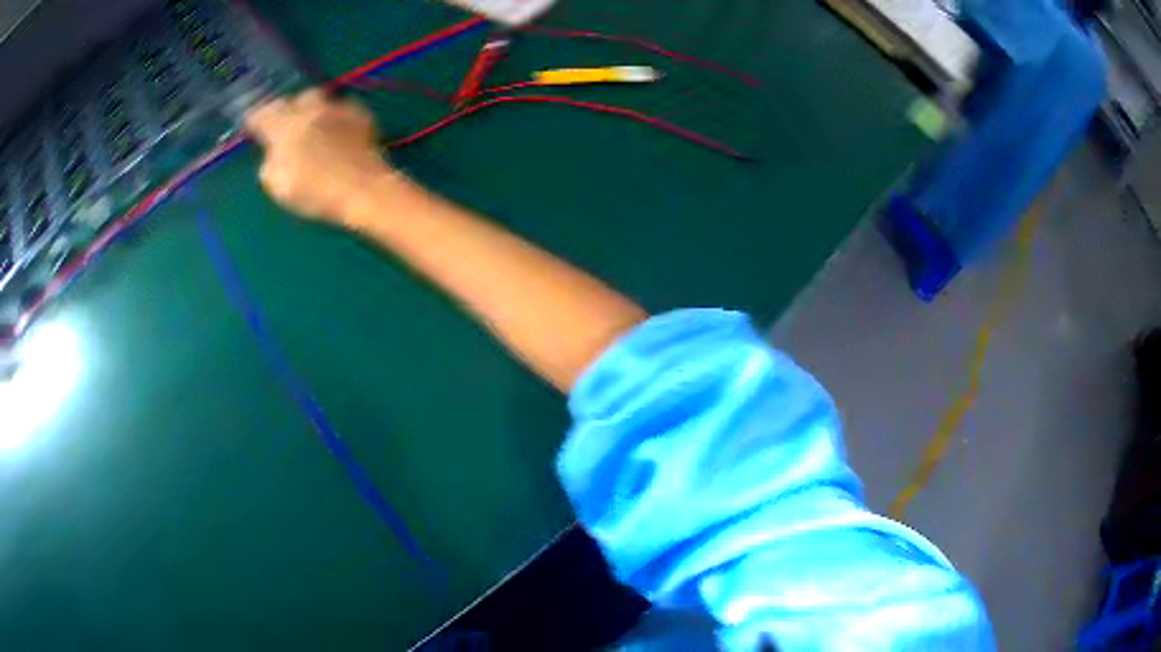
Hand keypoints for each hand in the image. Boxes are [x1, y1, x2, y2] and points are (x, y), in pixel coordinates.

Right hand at [245, 89, 391, 220]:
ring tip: (315, 129)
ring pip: (321, 100)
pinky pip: (343, 109)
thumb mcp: (277, 185)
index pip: (262, 113)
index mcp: (284, 126)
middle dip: (290, 109)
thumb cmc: (315, 192)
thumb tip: (273, 153)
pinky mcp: (361, 114)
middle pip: (295, 99)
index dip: (256, 119)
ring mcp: (337, 108)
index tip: (254, 126)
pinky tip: (338, 133)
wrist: (363, 189)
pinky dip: (337, 117)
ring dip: (315, 111)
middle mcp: (310, 109)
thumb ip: (270, 162)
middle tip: (289, 127)